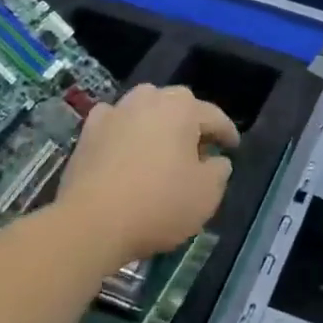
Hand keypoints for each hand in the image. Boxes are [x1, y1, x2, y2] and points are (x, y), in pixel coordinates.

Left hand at [56, 84, 238, 262]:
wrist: (91, 222)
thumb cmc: (158, 205)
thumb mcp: (207, 195)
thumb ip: (219, 171)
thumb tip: (216, 160)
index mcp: (183, 109)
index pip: (214, 116)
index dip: (227, 133)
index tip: (233, 148)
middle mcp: (149, 100)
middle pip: (178, 103)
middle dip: (191, 121)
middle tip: (199, 147)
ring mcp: (115, 112)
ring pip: (145, 106)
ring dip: (157, 120)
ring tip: (162, 144)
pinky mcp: (88, 131)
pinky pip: (115, 122)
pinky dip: (124, 130)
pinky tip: (125, 146)